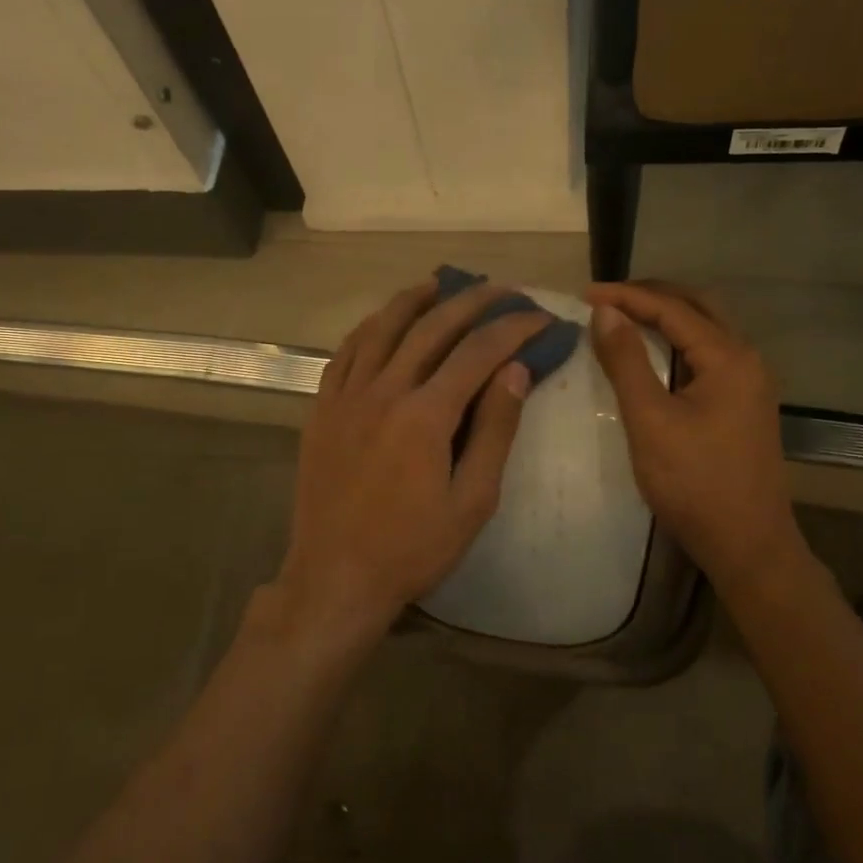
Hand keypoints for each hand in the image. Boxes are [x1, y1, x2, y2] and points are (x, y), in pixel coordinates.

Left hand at [262, 278, 544, 654]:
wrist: (336, 578)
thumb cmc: (413, 548)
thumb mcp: (473, 501)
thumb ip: (495, 431)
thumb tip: (516, 371)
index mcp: (425, 415)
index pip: (478, 352)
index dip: (513, 329)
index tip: (541, 318)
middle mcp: (383, 391)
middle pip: (431, 327)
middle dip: (472, 301)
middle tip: (501, 289)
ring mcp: (346, 397)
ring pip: (381, 328)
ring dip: (414, 300)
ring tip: (441, 283)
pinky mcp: (322, 410)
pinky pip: (345, 353)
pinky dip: (369, 328)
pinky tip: (383, 321)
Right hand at [587, 281, 810, 597]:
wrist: (747, 543)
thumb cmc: (694, 483)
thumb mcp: (650, 420)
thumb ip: (627, 362)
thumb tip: (605, 312)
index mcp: (729, 357)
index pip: (672, 308)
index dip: (626, 297)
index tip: (584, 294)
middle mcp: (746, 359)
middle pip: (698, 306)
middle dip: (651, 295)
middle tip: (607, 299)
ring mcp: (750, 382)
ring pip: (706, 329)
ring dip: (666, 316)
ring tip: (624, 317)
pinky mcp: (744, 403)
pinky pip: (708, 354)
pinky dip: (678, 341)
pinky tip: (653, 354)